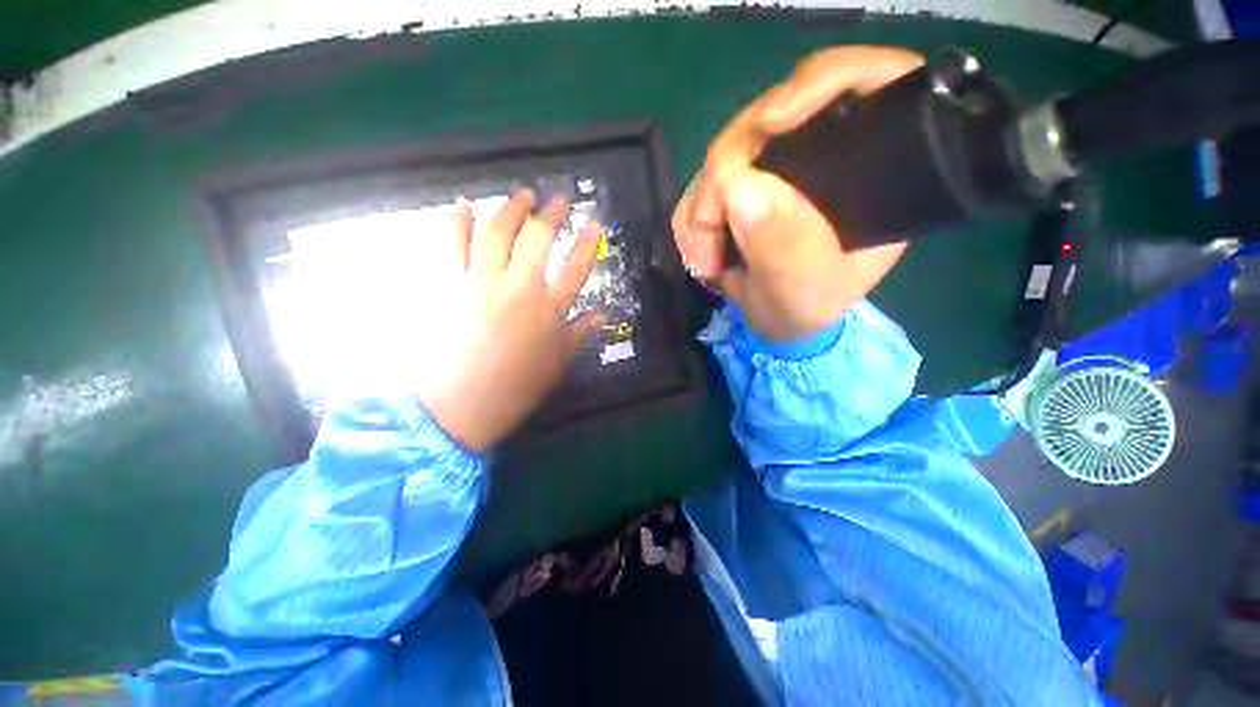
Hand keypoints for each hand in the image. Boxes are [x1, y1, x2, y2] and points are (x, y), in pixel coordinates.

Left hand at [418, 190, 602, 454]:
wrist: (461, 403)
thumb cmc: (517, 387)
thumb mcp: (558, 363)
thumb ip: (579, 334)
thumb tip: (601, 315)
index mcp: (550, 309)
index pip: (576, 266)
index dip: (587, 241)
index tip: (593, 221)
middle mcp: (519, 288)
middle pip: (538, 238)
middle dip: (551, 213)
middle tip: (557, 200)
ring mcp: (481, 282)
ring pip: (498, 232)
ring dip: (511, 208)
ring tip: (521, 194)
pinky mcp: (449, 284)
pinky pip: (452, 244)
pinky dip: (458, 221)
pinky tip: (464, 206)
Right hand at [673, 46, 923, 343]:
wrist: (774, 322)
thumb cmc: (805, 309)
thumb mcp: (804, 292)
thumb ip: (783, 249)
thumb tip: (738, 185)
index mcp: (870, 170)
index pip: (869, 83)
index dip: (821, 82)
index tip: (771, 123)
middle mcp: (823, 155)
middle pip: (769, 119)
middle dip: (725, 175)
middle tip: (709, 236)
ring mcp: (776, 168)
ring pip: (723, 155)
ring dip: (701, 209)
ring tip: (706, 261)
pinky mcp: (741, 185)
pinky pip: (702, 184)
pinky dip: (691, 220)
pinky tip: (701, 253)